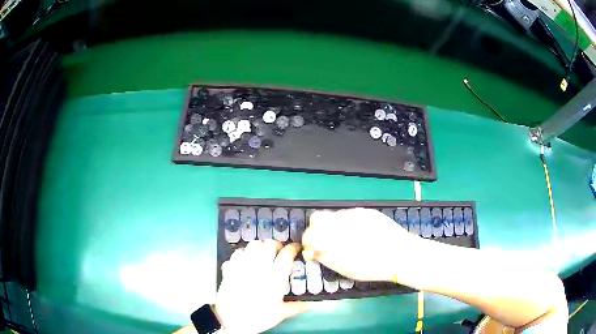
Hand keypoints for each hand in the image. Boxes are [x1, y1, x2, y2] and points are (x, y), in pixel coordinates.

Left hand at [215, 240, 309, 333]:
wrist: (231, 319)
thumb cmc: (259, 316)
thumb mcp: (281, 313)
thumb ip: (297, 307)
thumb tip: (312, 305)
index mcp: (276, 275)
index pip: (287, 253)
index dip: (293, 248)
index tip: (296, 248)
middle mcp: (260, 265)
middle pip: (269, 244)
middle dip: (276, 245)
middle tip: (279, 252)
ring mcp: (243, 264)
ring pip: (252, 244)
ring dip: (260, 246)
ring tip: (262, 254)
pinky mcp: (230, 267)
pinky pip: (237, 252)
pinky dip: (243, 253)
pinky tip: (245, 261)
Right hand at [302, 208, 419, 281]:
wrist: (400, 254)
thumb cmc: (371, 267)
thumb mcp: (344, 268)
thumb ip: (325, 257)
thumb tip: (313, 251)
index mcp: (331, 237)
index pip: (308, 234)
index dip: (309, 243)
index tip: (314, 250)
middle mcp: (338, 221)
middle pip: (317, 218)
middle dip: (317, 229)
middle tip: (326, 242)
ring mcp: (353, 213)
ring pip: (333, 215)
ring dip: (333, 225)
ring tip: (347, 238)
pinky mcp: (365, 210)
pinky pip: (349, 214)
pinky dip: (348, 223)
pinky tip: (360, 233)